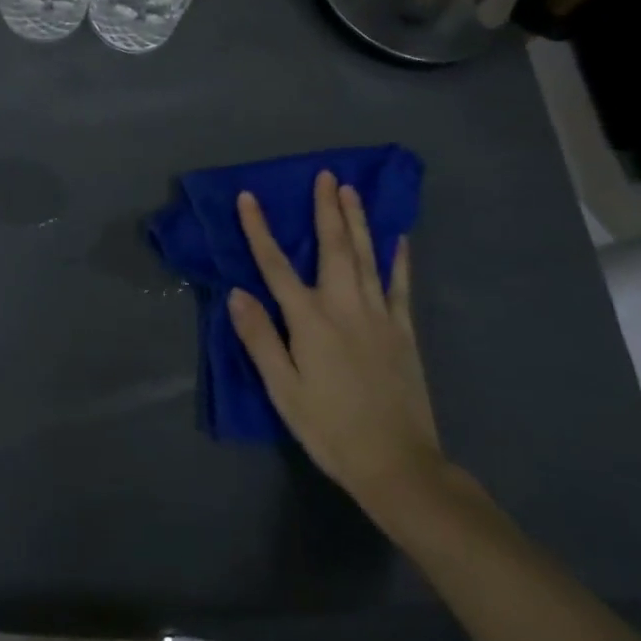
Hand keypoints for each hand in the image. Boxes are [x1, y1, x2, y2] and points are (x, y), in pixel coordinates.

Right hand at [227, 172, 444, 519]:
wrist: (398, 465)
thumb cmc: (330, 428)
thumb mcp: (284, 390)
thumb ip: (260, 339)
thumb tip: (237, 293)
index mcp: (309, 320)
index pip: (275, 265)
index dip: (259, 229)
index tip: (249, 197)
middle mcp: (344, 306)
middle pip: (332, 247)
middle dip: (326, 209)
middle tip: (326, 175)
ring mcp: (379, 316)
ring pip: (366, 256)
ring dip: (358, 221)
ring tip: (353, 191)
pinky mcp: (403, 331)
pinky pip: (399, 285)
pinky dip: (398, 259)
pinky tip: (398, 238)